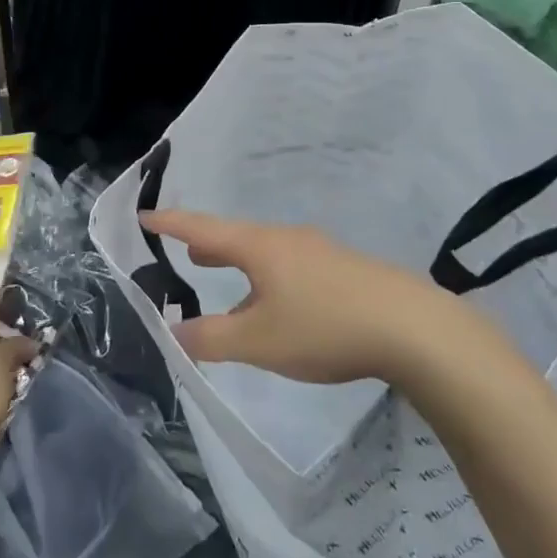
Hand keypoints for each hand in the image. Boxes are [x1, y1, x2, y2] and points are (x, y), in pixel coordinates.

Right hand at [139, 210, 459, 386]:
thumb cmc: (323, 327)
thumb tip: (174, 332)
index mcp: (258, 246)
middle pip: (235, 235)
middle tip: (185, 252)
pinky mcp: (342, 268)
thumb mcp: (259, 342)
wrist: (411, 327)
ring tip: (223, 272)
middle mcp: (285, 238)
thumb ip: (211, 339)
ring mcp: (318, 250)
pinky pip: (289, 263)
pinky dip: (267, 274)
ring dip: (238, 260)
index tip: (145, 215)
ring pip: (265, 250)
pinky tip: (278, 302)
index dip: (170, 223)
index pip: (201, 228)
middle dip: (207, 244)